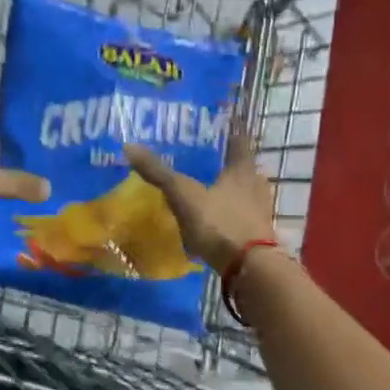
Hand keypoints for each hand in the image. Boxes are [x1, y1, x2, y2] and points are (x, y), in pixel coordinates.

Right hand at [124, 131, 276, 273]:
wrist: (250, 268)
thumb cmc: (220, 223)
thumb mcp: (184, 195)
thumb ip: (159, 173)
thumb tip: (129, 146)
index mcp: (243, 169)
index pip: (239, 140)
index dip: (231, 130)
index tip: (223, 121)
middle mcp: (256, 185)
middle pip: (242, 167)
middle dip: (226, 162)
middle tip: (205, 158)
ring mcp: (260, 212)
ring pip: (243, 192)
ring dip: (228, 189)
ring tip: (206, 188)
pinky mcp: (257, 234)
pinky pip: (241, 216)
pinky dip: (228, 213)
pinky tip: (213, 219)